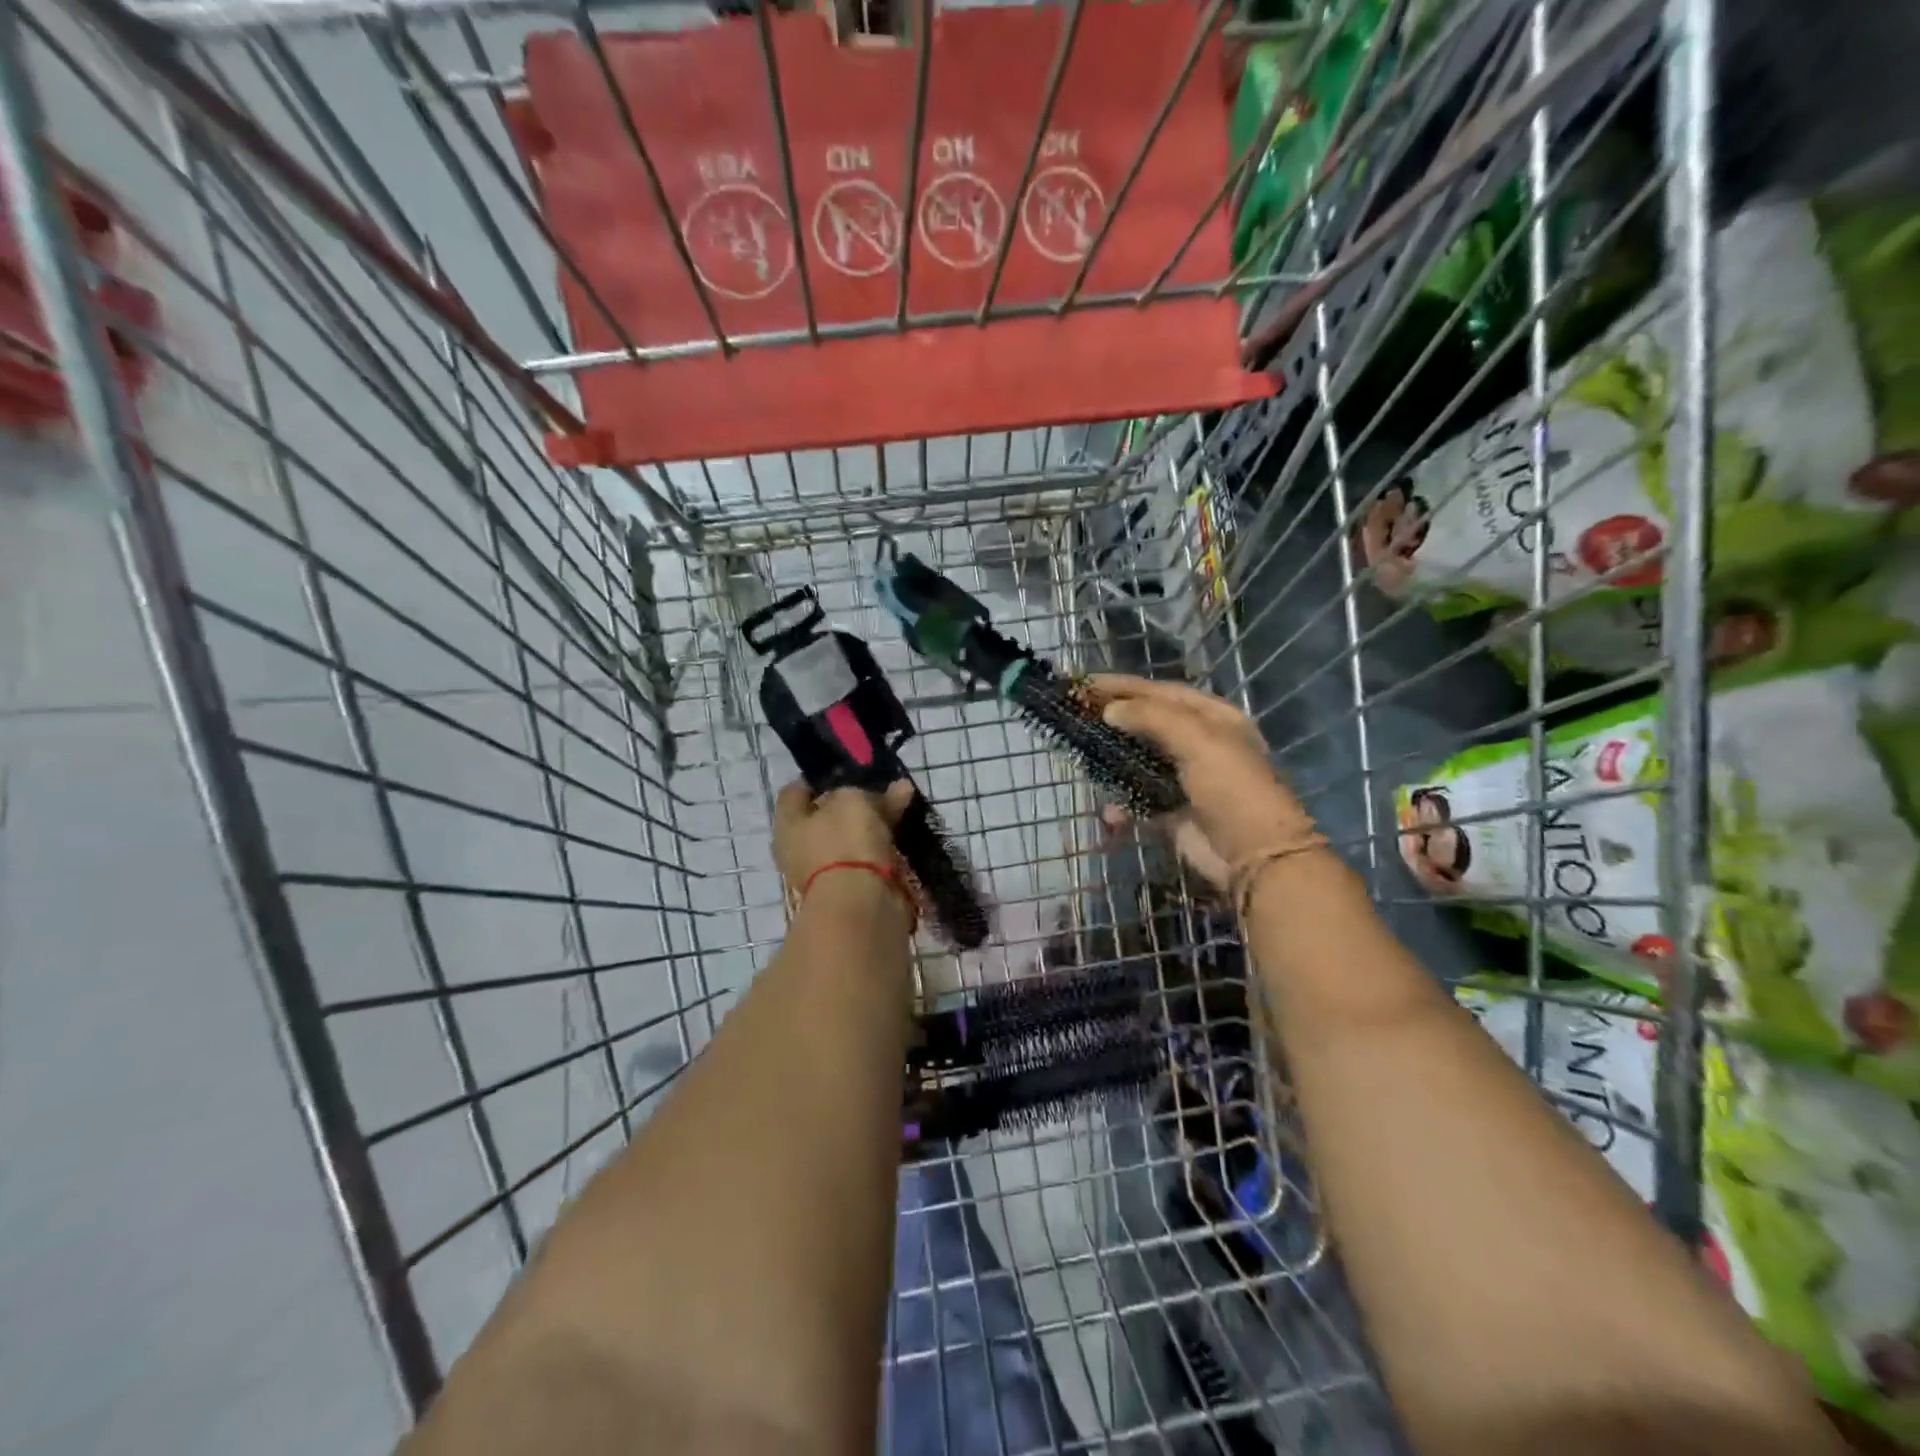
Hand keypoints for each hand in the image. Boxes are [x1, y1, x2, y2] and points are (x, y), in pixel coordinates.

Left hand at [772, 780, 915, 892]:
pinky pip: (866, 861)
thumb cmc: (844, 843)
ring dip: (870, 828)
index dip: (817, 779)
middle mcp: (799, 850)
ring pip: (848, 840)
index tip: (845, 771)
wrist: (861, 905)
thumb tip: (898, 788)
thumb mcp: (855, 801)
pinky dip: (881, 850)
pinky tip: (902, 837)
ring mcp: (824, 873)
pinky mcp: (850, 890)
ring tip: (899, 810)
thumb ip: (872, 792)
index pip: (795, 792)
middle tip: (879, 789)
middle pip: (825, 817)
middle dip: (852, 804)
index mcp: (787, 825)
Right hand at [1089, 675, 1316, 876]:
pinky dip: (1121, 805)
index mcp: (1212, 717)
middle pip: (1146, 722)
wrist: (1254, 856)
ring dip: (1112, 763)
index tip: (1084, 684)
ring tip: (1083, 760)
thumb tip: (1110, 710)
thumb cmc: (1231, 788)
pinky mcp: (1173, 811)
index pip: (1160, 691)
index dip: (1122, 686)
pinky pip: (1138, 798)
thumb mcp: (1198, 740)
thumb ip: (1152, 717)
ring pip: (1138, 760)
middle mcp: (1199, 742)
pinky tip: (1110, 814)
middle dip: (1112, 720)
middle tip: (1075, 717)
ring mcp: (1185, 778)